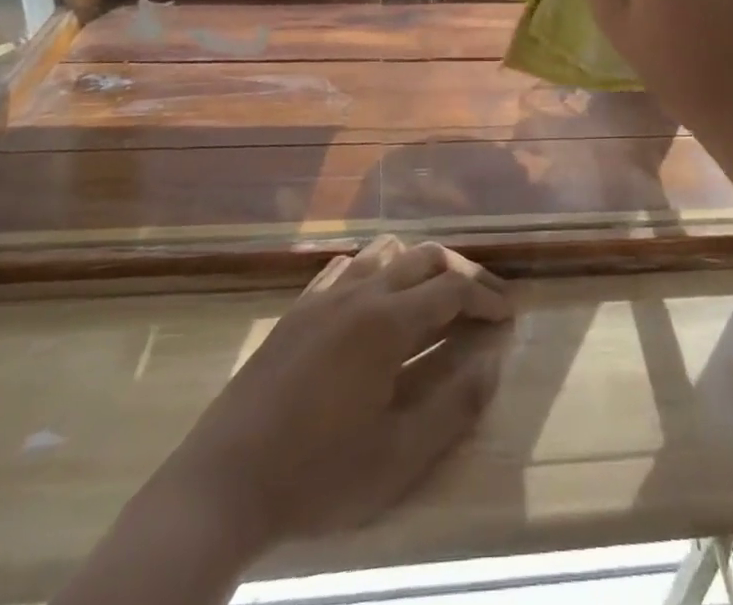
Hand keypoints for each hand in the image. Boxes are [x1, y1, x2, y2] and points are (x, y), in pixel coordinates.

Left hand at [179, 236, 512, 553]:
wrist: (223, 482)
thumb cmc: (317, 474)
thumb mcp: (397, 457)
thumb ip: (453, 406)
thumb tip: (493, 363)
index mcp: (387, 321)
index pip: (452, 289)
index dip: (487, 296)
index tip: (509, 314)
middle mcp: (360, 291)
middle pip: (424, 257)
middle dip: (462, 272)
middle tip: (486, 298)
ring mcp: (325, 295)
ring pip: (384, 251)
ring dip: (419, 263)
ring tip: (436, 292)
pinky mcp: (298, 308)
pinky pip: (346, 266)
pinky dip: (375, 268)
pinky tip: (376, 293)